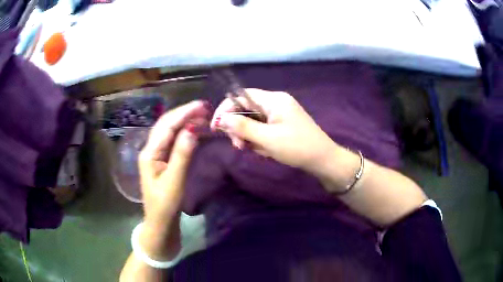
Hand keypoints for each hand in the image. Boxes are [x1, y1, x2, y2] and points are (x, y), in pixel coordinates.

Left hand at [139, 100, 208, 227]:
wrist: (160, 222)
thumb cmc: (165, 205)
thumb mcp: (174, 181)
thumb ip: (182, 155)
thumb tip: (192, 129)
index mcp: (149, 153)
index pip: (167, 126)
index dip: (184, 113)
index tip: (202, 105)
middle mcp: (150, 149)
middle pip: (166, 124)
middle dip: (184, 113)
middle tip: (205, 107)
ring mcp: (156, 153)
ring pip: (169, 130)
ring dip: (184, 120)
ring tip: (202, 115)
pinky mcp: (163, 159)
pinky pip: (173, 139)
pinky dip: (184, 131)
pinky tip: (194, 129)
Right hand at [211, 89, 335, 173]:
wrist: (323, 160)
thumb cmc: (297, 147)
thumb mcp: (267, 138)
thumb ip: (243, 126)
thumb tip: (221, 118)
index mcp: (273, 99)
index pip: (241, 95)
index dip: (226, 109)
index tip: (216, 127)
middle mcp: (276, 102)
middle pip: (246, 109)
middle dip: (239, 127)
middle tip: (239, 146)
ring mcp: (280, 113)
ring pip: (253, 121)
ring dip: (249, 136)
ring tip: (255, 151)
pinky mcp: (282, 124)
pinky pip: (263, 128)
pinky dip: (259, 139)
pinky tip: (265, 150)